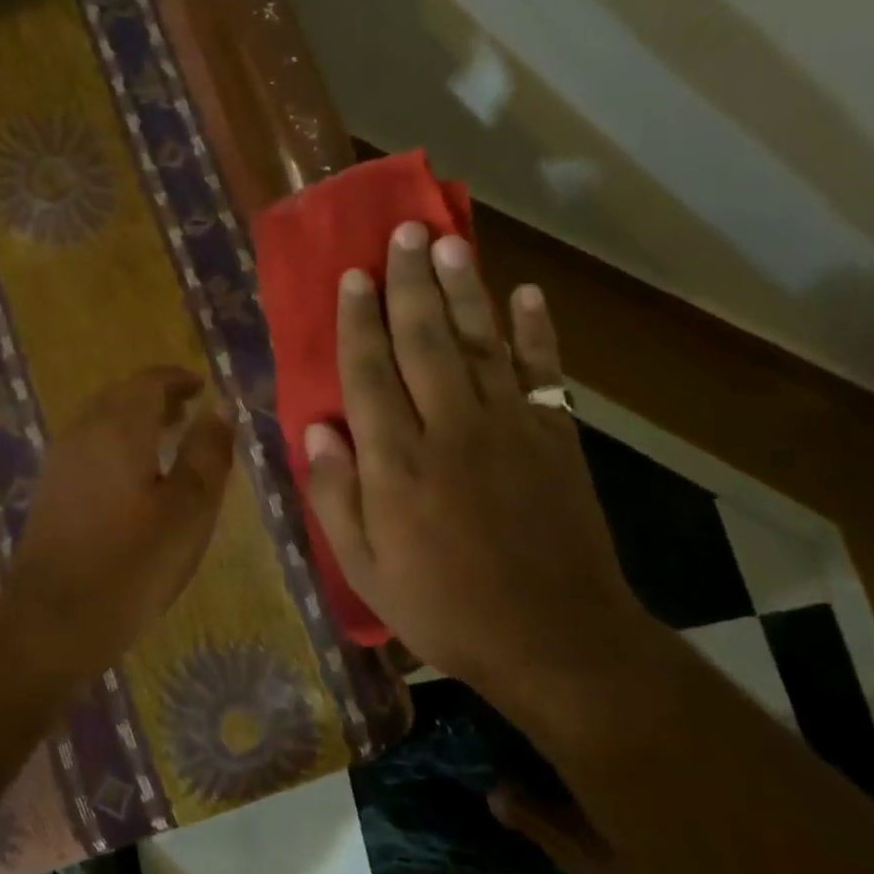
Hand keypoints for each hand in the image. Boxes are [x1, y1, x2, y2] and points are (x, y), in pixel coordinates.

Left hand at [7, 366, 234, 671]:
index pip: (149, 382)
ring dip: (134, 420)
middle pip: (121, 396)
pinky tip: (133, 476)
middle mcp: (83, 432)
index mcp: (119, 428)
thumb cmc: (133, 563)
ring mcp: (60, 461)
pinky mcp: (50, 489)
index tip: (204, 388)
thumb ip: (207, 452)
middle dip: (156, 397)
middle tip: (189, 413)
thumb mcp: (189, 509)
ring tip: (167, 440)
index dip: (179, 379)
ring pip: (101, 420)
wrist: (52, 620)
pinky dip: (116, 443)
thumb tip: (219, 408)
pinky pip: (88, 446)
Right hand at [303, 222, 651, 721]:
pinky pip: (543, 373)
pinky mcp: (555, 440)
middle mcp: (450, 429)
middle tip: (400, 231)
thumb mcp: (366, 569)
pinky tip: (526, 294)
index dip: (357, 321)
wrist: (556, 642)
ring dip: (462, 289)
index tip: (352, 276)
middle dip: (408, 283)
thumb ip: (337, 496)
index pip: (369, 374)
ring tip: (448, 242)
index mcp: (397, 463)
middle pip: (423, 340)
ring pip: (479, 343)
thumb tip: (317, 431)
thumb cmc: (445, 608)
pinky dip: (537, 331)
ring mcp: (509, 429)